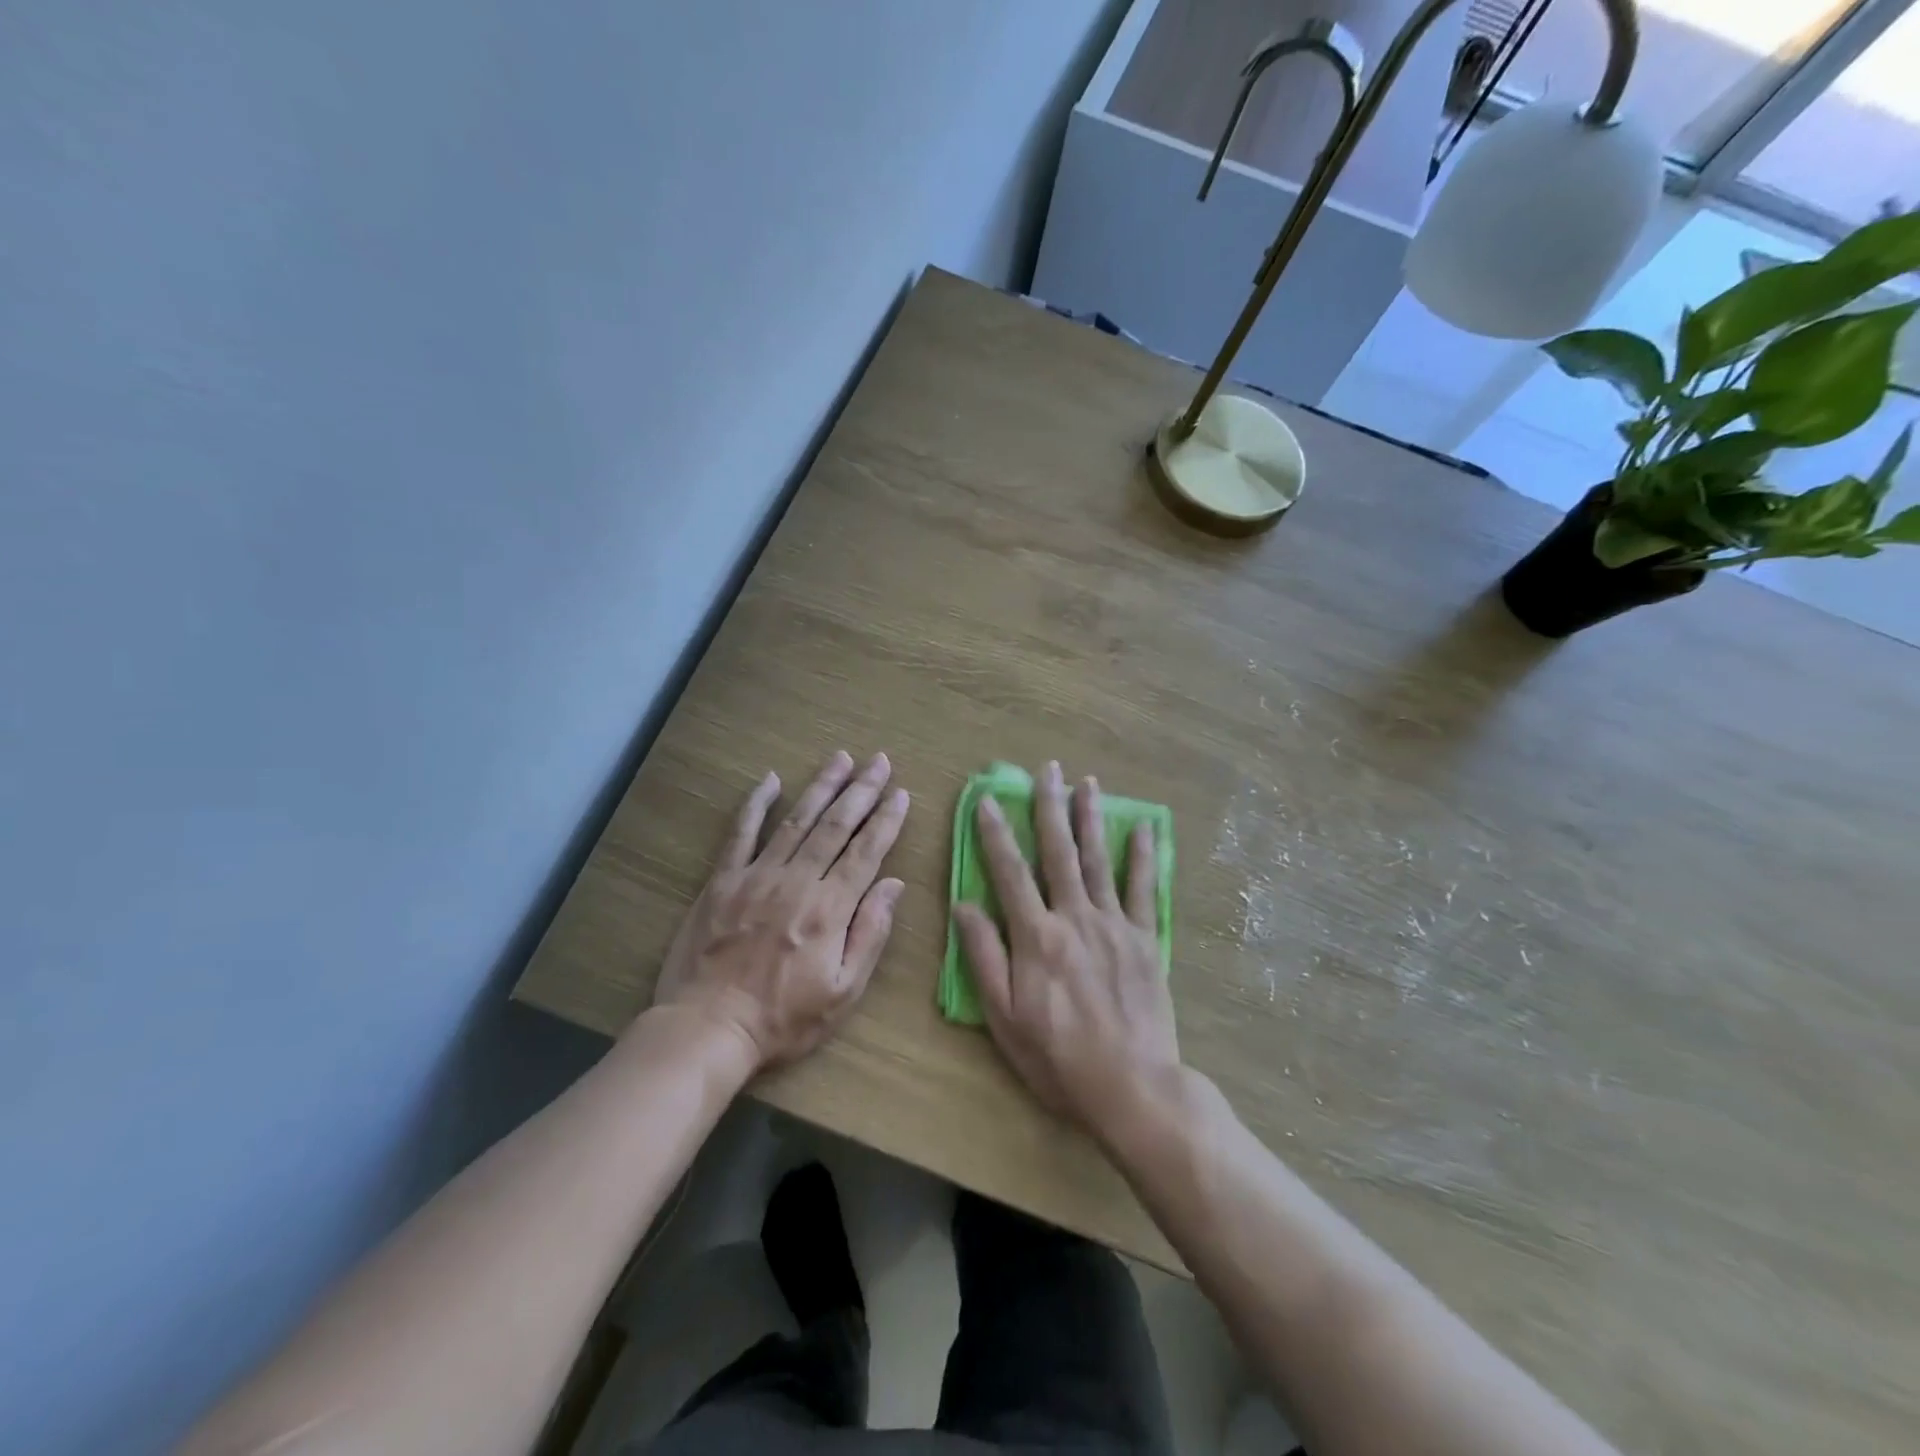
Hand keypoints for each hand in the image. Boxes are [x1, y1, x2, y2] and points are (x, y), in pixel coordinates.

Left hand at [655, 751, 908, 1071]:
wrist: (709, 1028)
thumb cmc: (784, 1019)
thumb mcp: (844, 992)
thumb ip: (870, 933)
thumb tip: (893, 884)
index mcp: (830, 908)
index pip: (866, 852)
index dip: (886, 820)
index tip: (901, 793)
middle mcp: (797, 881)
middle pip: (836, 826)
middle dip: (861, 790)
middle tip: (879, 761)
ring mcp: (757, 876)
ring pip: (796, 820)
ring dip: (821, 787)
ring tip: (841, 758)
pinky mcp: (723, 881)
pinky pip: (740, 833)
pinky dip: (755, 804)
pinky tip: (770, 780)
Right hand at [951, 760, 1179, 1141]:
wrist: (1132, 1086)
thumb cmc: (1058, 1057)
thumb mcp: (1004, 1017)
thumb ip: (984, 957)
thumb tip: (964, 905)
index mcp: (1036, 937)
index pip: (1010, 872)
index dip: (995, 833)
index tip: (986, 799)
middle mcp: (1075, 918)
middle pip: (1058, 852)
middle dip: (1050, 807)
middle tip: (1048, 770)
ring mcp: (1114, 924)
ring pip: (1098, 860)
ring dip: (1090, 818)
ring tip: (1087, 782)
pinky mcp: (1145, 939)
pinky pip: (1142, 888)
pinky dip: (1142, 856)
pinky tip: (1141, 827)